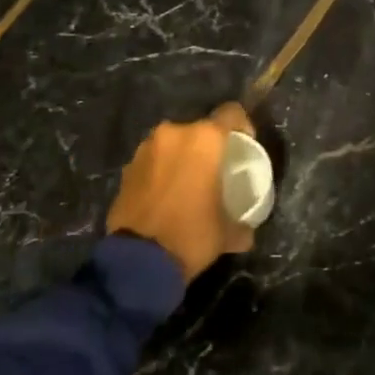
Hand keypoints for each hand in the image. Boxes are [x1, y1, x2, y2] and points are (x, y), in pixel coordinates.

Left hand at [106, 102, 255, 279]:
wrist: (139, 260)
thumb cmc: (191, 235)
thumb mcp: (227, 234)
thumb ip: (242, 224)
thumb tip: (247, 230)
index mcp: (204, 140)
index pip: (231, 113)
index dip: (242, 126)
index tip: (244, 146)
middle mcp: (173, 134)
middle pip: (199, 129)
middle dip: (208, 146)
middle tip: (215, 170)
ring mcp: (145, 149)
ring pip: (173, 144)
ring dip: (182, 157)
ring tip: (188, 184)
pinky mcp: (126, 168)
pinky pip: (153, 161)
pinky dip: (161, 171)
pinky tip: (165, 196)